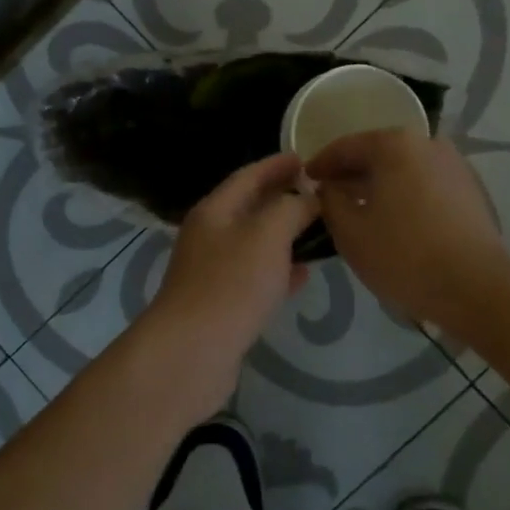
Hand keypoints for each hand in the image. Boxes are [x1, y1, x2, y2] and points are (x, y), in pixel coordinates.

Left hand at [143, 152, 318, 405]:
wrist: (191, 351)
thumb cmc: (230, 283)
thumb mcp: (267, 234)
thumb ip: (290, 208)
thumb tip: (307, 198)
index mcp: (214, 211)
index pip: (248, 176)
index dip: (276, 165)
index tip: (305, 158)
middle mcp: (209, 236)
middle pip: (249, 208)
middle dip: (281, 198)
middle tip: (318, 192)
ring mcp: (213, 272)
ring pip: (254, 244)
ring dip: (284, 235)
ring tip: (318, 230)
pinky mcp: (221, 305)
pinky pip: (256, 277)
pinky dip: (280, 270)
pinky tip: (303, 275)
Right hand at [305, 128, 509, 330]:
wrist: (477, 289)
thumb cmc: (404, 256)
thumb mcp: (350, 231)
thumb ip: (330, 201)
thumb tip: (329, 188)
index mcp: (394, 145)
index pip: (346, 147)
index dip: (320, 164)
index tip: (305, 181)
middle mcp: (428, 143)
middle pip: (378, 153)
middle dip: (352, 173)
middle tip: (330, 195)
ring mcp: (455, 165)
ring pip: (404, 169)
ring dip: (380, 185)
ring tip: (360, 210)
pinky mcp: (472, 190)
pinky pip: (426, 184)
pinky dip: (405, 195)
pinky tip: (394, 220)